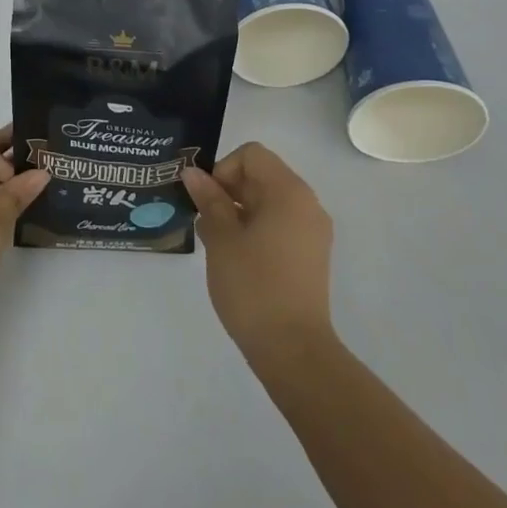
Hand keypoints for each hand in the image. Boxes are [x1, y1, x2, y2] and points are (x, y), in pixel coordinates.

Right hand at [182, 142, 334, 360]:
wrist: (294, 352)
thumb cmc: (254, 286)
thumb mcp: (222, 238)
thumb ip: (208, 200)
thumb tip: (193, 173)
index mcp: (289, 191)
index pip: (251, 155)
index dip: (223, 169)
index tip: (207, 200)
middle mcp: (307, 204)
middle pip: (262, 176)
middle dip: (229, 191)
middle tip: (204, 222)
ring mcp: (313, 231)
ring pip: (269, 202)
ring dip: (239, 212)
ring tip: (216, 243)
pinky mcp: (311, 256)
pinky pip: (280, 225)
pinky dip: (256, 230)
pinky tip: (235, 258)